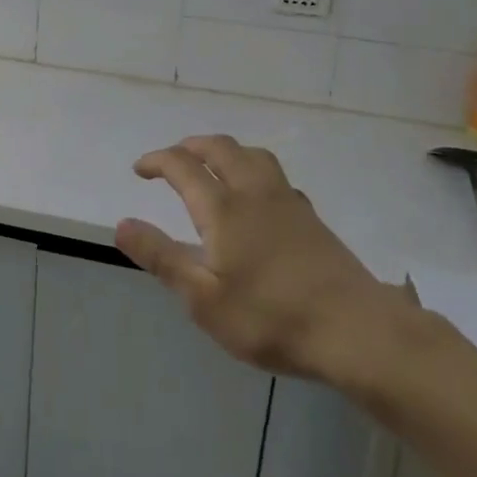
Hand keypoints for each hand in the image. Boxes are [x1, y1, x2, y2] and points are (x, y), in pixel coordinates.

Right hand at [116, 135, 416, 396]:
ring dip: (224, 151)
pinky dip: (251, 170)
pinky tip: (255, 197)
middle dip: (190, 146)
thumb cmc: (270, 317)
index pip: (182, 165)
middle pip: (220, 148)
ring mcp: (287, 201)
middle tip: (172, 159)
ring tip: (211, 166)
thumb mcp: (203, 298)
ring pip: (252, 155)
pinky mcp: (310, 217)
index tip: (139, 170)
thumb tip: (122, 224)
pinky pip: (273, 175)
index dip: (157, 160)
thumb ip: (161, 257)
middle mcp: (254, 192)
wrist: (355, 330)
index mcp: (223, 208)